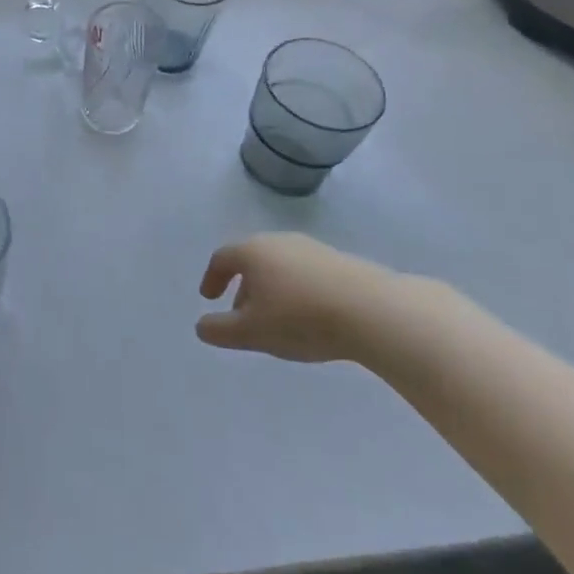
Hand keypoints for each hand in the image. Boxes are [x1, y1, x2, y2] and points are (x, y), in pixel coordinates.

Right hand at [196, 232, 409, 363]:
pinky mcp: (340, 261)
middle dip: (243, 286)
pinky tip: (310, 316)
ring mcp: (312, 248)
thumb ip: (220, 330)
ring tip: (278, 320)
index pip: (222, 258)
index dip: (212, 278)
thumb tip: (201, 326)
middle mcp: (279, 241)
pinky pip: (307, 273)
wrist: (372, 310)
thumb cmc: (300, 318)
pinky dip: (298, 290)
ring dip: (272, 289)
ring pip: (281, 266)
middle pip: (252, 260)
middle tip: (243, 314)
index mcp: (253, 251)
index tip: (210, 298)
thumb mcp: (251, 332)